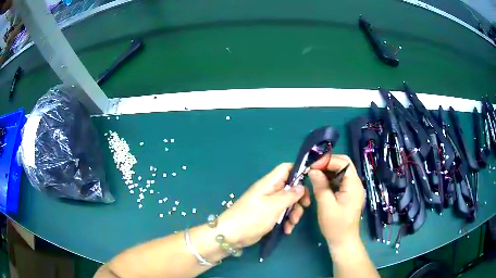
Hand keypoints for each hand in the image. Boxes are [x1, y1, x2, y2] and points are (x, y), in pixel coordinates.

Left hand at [217, 163, 310, 246]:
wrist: (232, 235)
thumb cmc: (252, 217)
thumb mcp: (273, 206)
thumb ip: (289, 195)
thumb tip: (302, 186)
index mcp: (269, 183)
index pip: (286, 168)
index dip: (299, 171)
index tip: (310, 183)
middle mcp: (270, 191)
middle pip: (291, 187)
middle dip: (299, 198)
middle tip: (304, 207)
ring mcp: (269, 203)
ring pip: (289, 202)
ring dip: (294, 212)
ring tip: (292, 224)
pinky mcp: (268, 215)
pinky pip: (283, 214)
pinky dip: (287, 221)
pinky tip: (287, 230)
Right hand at [308, 154, 364, 249]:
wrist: (343, 241)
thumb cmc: (336, 226)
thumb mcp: (326, 206)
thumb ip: (320, 186)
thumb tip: (313, 170)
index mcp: (353, 185)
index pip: (343, 163)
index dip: (327, 161)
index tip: (311, 165)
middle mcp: (355, 183)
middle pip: (343, 164)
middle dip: (327, 163)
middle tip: (312, 168)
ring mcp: (352, 188)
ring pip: (340, 171)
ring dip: (327, 170)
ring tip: (313, 173)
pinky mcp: (347, 193)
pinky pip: (339, 179)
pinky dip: (328, 178)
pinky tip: (319, 182)